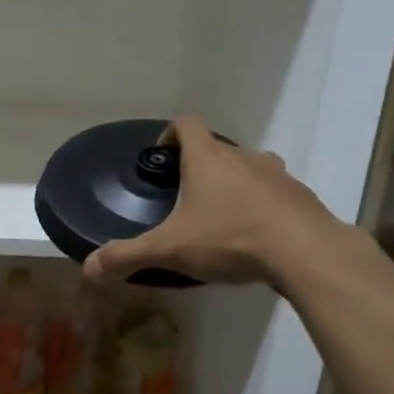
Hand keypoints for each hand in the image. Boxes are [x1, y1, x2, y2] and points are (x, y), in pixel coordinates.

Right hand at [82, 117, 351, 287]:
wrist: (306, 252)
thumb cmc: (231, 238)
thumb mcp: (172, 249)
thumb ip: (128, 256)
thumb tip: (87, 269)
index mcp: (208, 158)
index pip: (187, 123)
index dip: (171, 133)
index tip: (163, 156)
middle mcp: (243, 157)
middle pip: (218, 148)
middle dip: (201, 167)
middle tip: (189, 198)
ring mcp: (277, 175)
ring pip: (250, 168)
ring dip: (236, 184)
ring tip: (225, 217)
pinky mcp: (302, 197)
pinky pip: (277, 193)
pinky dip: (265, 206)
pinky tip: (260, 237)